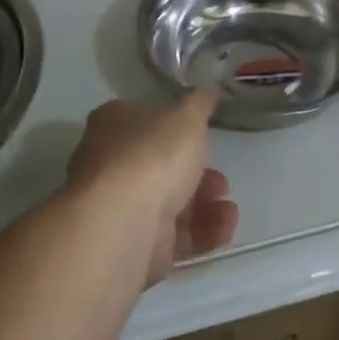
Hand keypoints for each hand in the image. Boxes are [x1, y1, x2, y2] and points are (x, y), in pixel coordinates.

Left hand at [67, 92, 239, 284]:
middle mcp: (109, 164)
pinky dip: (200, 233)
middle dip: (196, 174)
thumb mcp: (187, 116)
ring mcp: (118, 209)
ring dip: (204, 205)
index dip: (175, 127)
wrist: (122, 225)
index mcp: (113, 125)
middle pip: (159, 166)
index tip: (203, 136)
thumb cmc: (153, 155)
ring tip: (229, 209)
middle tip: (221, 179)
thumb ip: (199, 105)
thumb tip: (205, 93)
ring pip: (167, 203)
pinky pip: (171, 237)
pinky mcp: (131, 247)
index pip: (143, 120)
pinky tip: (225, 228)